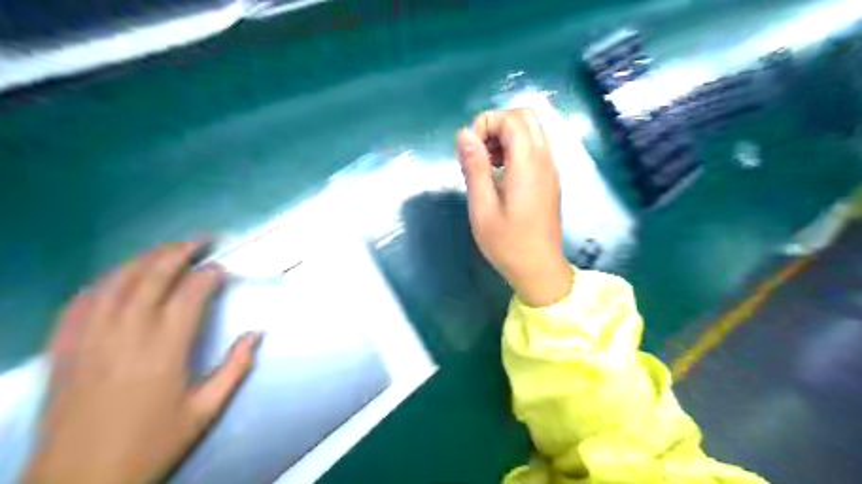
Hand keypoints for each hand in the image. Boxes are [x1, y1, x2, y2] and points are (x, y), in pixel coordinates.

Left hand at [26, 243, 260, 483]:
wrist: (78, 483)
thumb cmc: (151, 444)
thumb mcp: (205, 411)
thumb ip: (236, 368)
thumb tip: (257, 334)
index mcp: (165, 349)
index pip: (190, 293)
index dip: (209, 275)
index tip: (223, 269)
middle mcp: (126, 334)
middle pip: (153, 276)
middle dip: (179, 251)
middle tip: (200, 240)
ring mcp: (90, 338)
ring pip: (116, 281)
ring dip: (144, 258)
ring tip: (166, 249)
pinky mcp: (65, 347)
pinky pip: (81, 301)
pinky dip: (104, 281)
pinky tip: (118, 276)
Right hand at [457, 110, 570, 305]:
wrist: (539, 269)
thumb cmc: (507, 243)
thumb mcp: (482, 208)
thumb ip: (474, 167)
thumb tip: (464, 134)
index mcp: (528, 164)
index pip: (511, 119)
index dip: (485, 124)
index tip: (469, 150)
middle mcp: (544, 159)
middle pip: (525, 117)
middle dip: (496, 125)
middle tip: (477, 152)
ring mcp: (550, 169)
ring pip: (532, 131)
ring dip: (505, 136)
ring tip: (485, 164)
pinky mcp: (549, 179)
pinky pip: (535, 148)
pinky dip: (515, 149)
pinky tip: (499, 174)